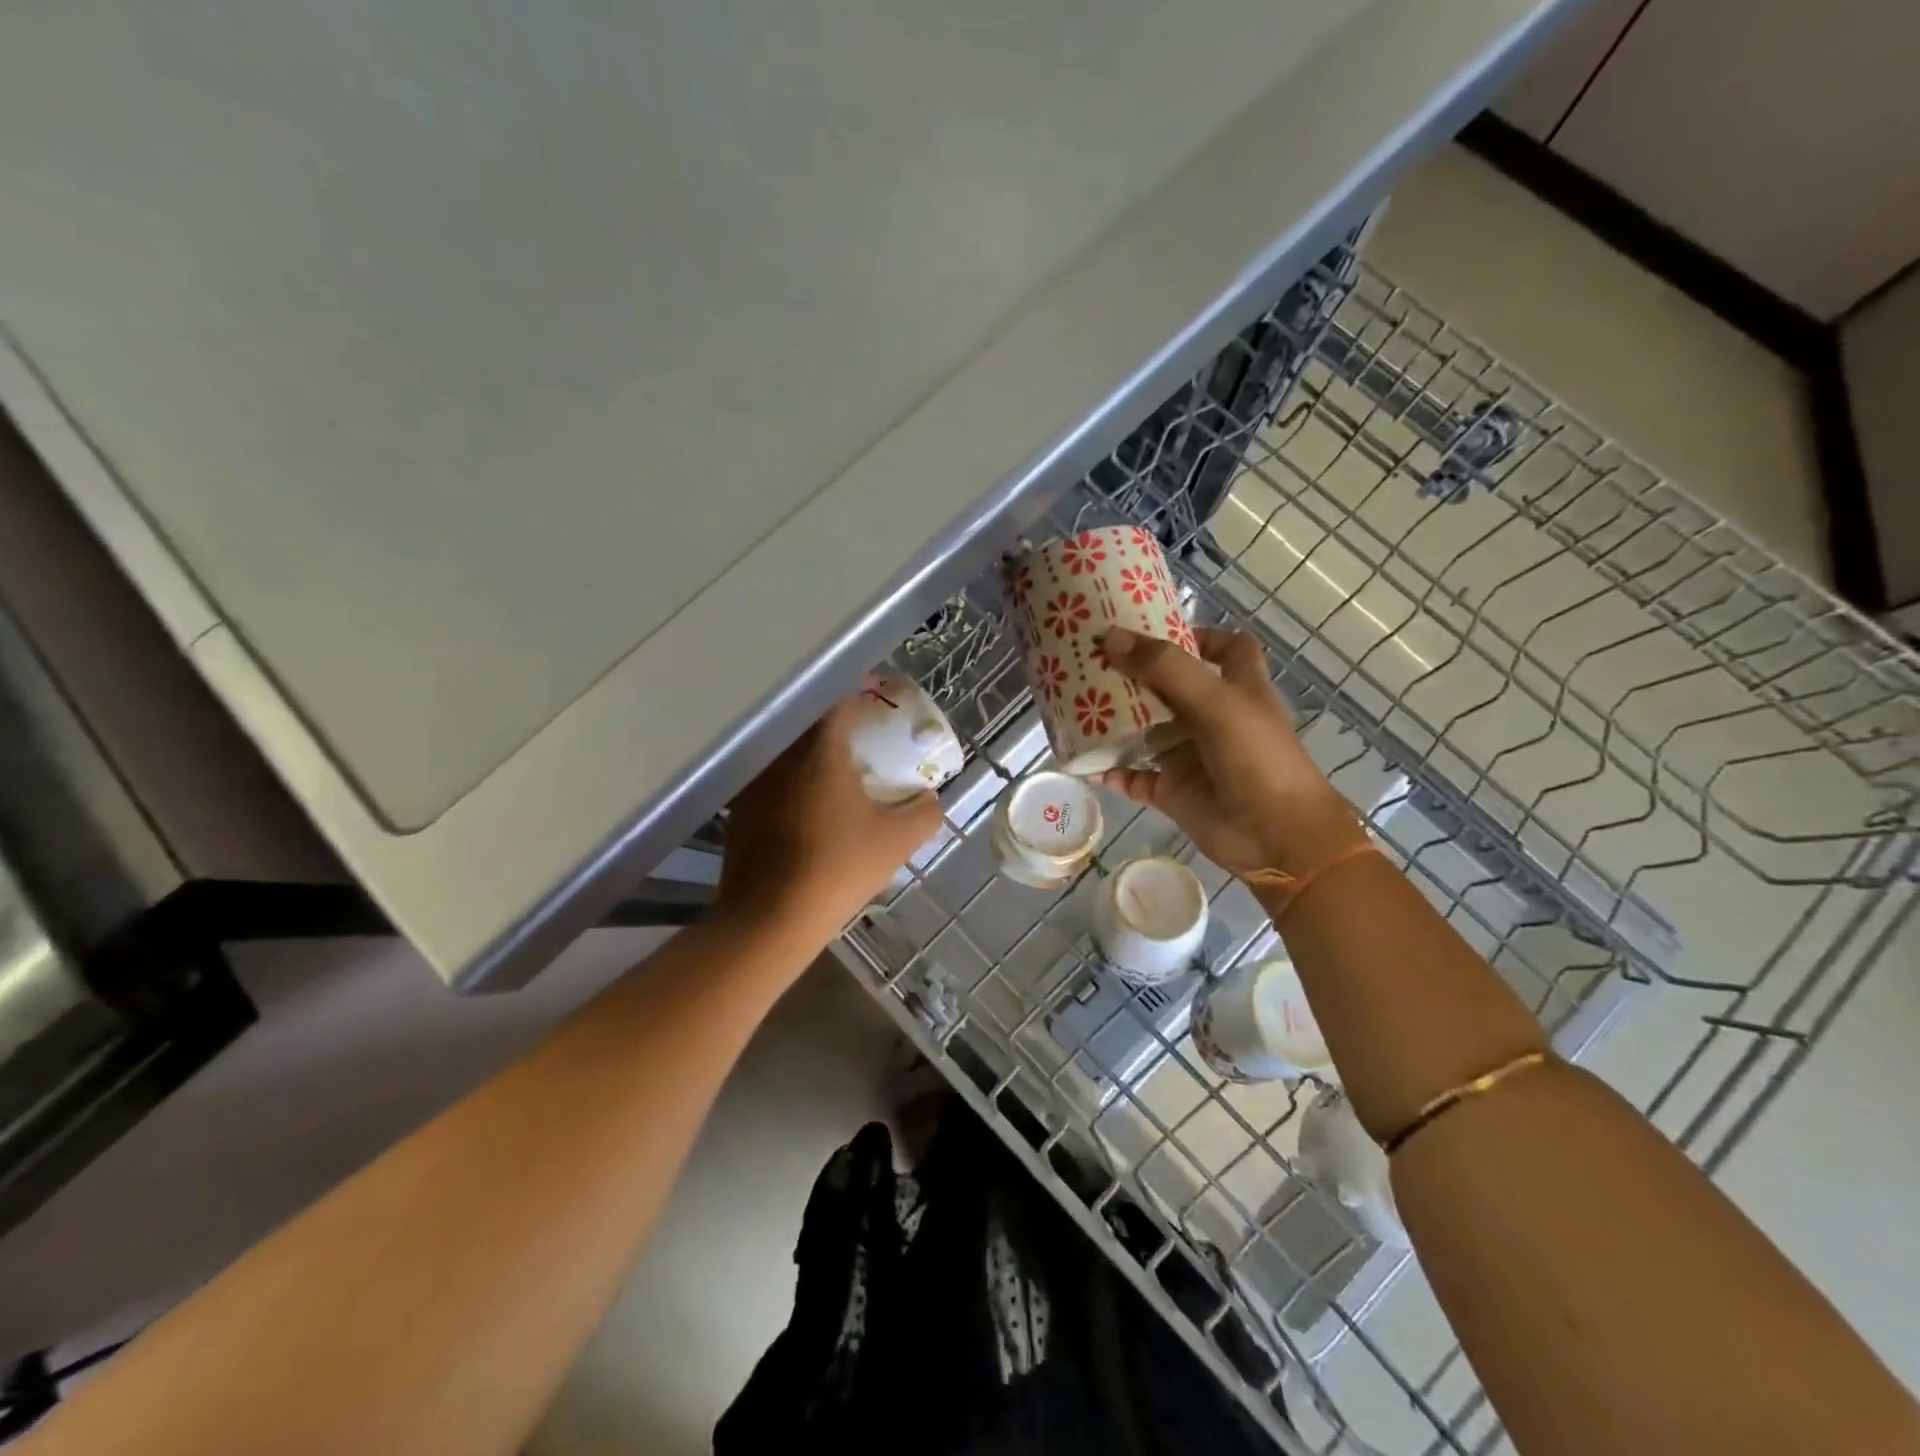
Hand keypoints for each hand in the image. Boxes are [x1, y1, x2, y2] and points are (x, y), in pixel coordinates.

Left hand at [716, 697, 943, 940]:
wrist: (770, 918)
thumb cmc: (838, 870)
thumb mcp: (897, 843)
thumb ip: (924, 814)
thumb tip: (931, 798)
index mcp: (820, 752)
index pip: (838, 701)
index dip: (859, 693)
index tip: (876, 697)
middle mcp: (781, 756)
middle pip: (808, 721)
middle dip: (834, 719)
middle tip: (859, 732)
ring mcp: (754, 783)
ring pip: (785, 749)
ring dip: (809, 748)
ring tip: (833, 764)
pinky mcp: (738, 810)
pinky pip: (768, 776)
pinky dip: (789, 777)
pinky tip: (805, 801)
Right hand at [1098, 626, 1366, 876]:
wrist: (1276, 837)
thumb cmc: (1257, 757)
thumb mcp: (1215, 701)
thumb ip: (1164, 668)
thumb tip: (1110, 638)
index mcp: (1238, 689)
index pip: (1227, 649)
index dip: (1199, 636)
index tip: (1155, 631)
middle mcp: (1213, 718)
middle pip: (1171, 687)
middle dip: (1136, 675)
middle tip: (1092, 661)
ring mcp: (1191, 757)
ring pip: (1147, 731)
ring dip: (1115, 721)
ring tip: (1074, 704)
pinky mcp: (1174, 791)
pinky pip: (1134, 777)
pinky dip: (1110, 771)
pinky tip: (1082, 761)